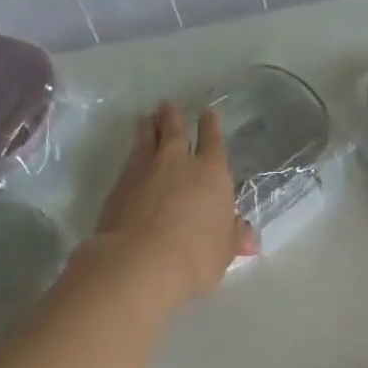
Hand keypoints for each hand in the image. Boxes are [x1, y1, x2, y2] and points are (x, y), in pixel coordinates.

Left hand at [93, 104, 255, 307]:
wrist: (141, 261)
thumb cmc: (196, 256)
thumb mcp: (223, 251)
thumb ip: (233, 238)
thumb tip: (249, 238)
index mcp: (211, 174)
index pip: (212, 141)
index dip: (210, 126)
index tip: (207, 112)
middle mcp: (177, 163)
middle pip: (174, 131)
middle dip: (173, 117)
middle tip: (167, 106)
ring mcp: (144, 170)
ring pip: (146, 138)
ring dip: (147, 127)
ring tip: (145, 118)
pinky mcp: (118, 185)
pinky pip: (129, 159)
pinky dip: (132, 153)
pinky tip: (132, 157)